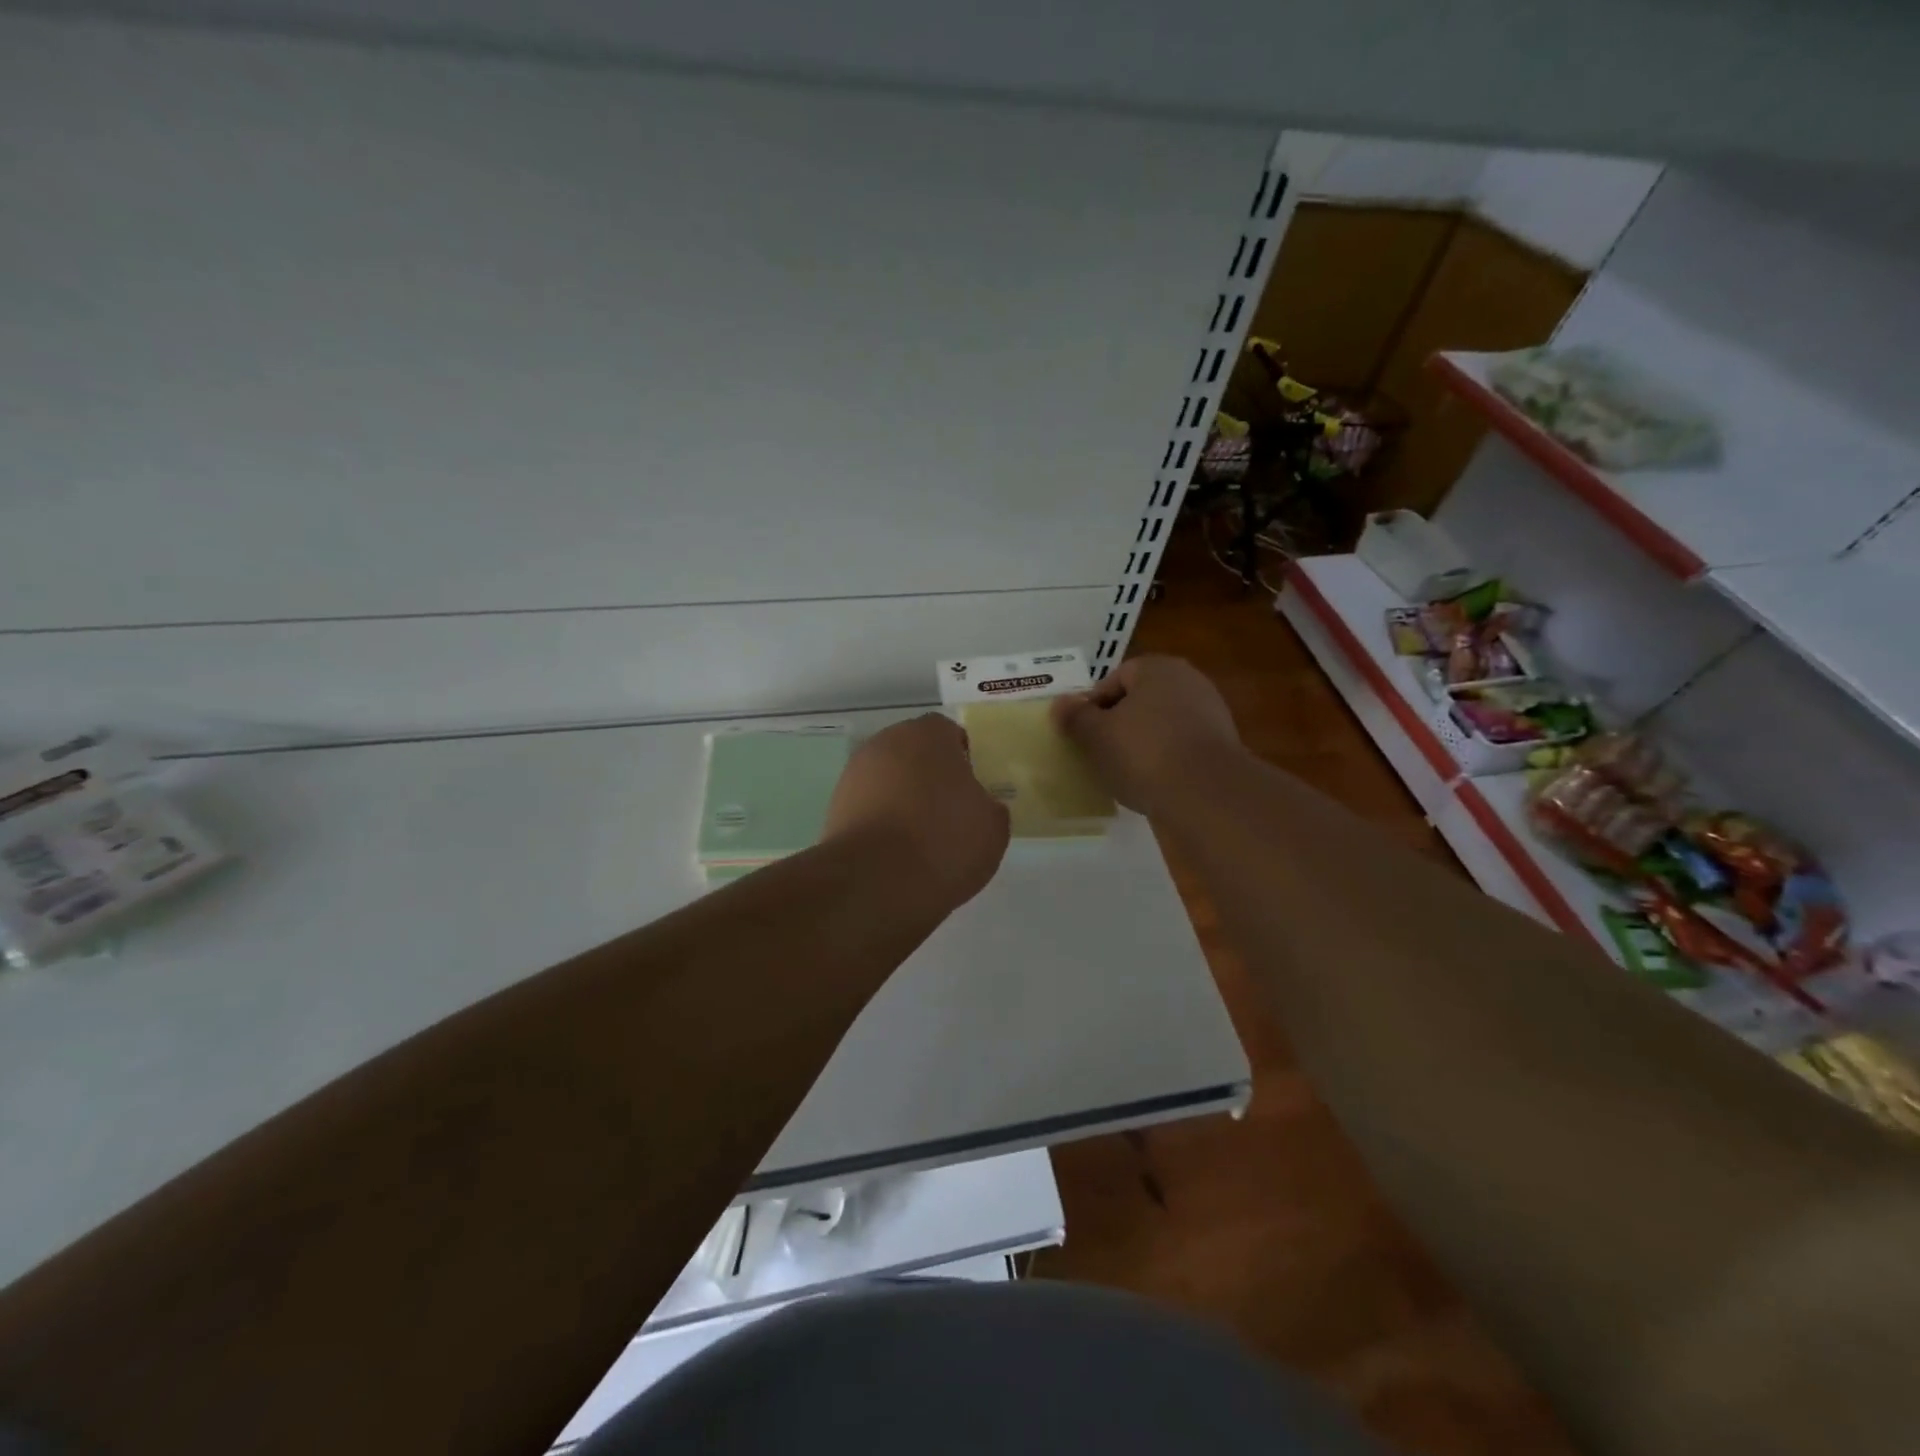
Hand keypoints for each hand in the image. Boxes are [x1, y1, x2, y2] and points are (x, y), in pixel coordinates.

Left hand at [824, 714, 1009, 910]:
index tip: (972, 791)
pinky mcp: (834, 806)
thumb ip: (990, 806)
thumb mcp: (993, 828)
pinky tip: (894, 853)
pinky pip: (868, 806)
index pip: (949, 734)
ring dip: (902, 799)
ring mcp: (855, 774)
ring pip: (888, 779)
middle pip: (914, 753)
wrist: (875, 882)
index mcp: (928, 735)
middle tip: (948, 813)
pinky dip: (880, 821)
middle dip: (929, 777)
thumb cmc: (944, 842)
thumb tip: (979, 805)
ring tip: (920, 839)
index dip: (963, 760)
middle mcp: (886, 743)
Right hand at [1051, 656, 1246, 817]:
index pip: (1115, 679)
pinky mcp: (1221, 748)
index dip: (1093, 706)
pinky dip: (1164, 761)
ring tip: (1123, 772)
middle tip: (1098, 752)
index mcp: (1158, 668)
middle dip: (1118, 724)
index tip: (1082, 734)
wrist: (1205, 795)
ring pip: (1161, 725)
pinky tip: (1151, 784)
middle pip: (1140, 701)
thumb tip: (1060, 703)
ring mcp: (1210, 715)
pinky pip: (1180, 748)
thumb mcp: (1095, 736)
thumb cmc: (1142, 753)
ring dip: (1142, 744)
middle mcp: (1188, 682)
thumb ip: (1075, 717)